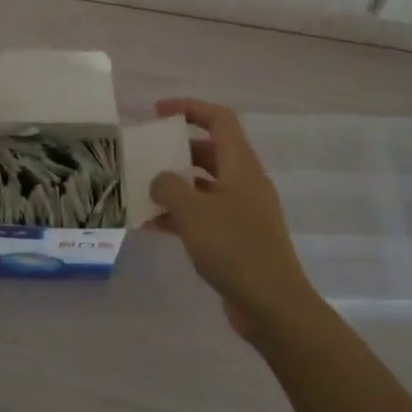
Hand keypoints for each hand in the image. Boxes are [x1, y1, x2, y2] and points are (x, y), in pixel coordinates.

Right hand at [149, 98, 320, 343]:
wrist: (272, 304)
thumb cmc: (234, 248)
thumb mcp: (193, 212)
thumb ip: (169, 187)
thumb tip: (159, 179)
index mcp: (241, 165)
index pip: (219, 119)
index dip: (190, 108)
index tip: (158, 111)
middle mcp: (244, 183)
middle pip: (210, 152)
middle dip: (176, 151)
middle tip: (144, 156)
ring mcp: (243, 212)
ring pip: (204, 186)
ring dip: (174, 186)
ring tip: (140, 192)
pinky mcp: (237, 239)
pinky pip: (204, 215)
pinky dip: (180, 215)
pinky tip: (151, 226)